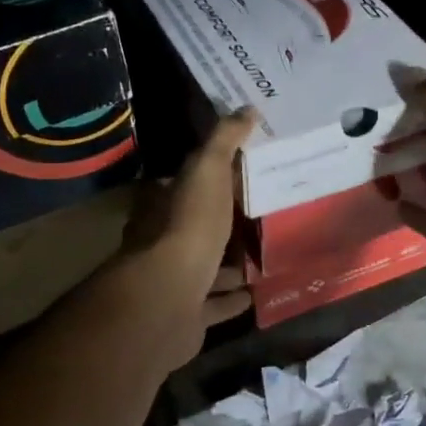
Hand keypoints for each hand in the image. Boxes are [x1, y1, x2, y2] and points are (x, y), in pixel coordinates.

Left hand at [112, 108, 257, 367]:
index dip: (207, 179)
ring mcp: (173, 282)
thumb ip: (224, 141)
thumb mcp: (207, 171)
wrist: (169, 299)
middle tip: (259, 216)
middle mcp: (160, 243)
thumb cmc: (188, 227)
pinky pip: (215, 304)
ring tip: (265, 255)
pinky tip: (257, 293)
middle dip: (221, 225)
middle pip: (195, 228)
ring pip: (206, 268)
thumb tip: (247, 110)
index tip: (238, 174)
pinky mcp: (188, 315)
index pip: (181, 185)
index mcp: (160, 206)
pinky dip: (233, 299)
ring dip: (229, 264)